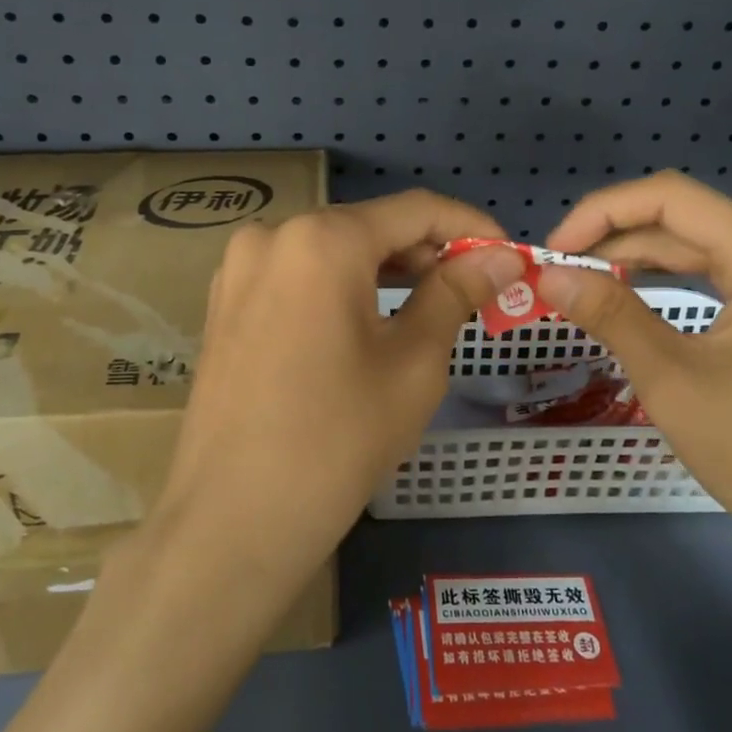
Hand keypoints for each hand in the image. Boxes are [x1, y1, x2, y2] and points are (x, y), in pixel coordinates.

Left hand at [153, 190, 525, 611]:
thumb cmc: (339, 439)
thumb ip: (457, 292)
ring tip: (428, 306)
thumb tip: (502, 256)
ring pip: (331, 250)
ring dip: (385, 270)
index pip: (414, 210)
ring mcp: (239, 269)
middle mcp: (272, 235)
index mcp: (322, 239)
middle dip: (427, 252)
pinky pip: (297, 276)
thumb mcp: (414, 362)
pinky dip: (341, 288)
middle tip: (474, 290)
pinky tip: (366, 322)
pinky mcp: (224, 304)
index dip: (469, 227)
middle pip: (369, 227)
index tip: (507, 255)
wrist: (234, 521)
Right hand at [538, 172, 731, 591]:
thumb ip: (609, 313)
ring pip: (706, 250)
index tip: (553, 250)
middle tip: (560, 273)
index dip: (602, 212)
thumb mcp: (673, 379)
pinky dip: (676, 284)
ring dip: (643, 261)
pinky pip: (727, 280)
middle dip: (617, 239)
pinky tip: (639, 300)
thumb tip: (549, 274)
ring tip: (586, 284)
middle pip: (689, 221)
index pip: (671, 198)